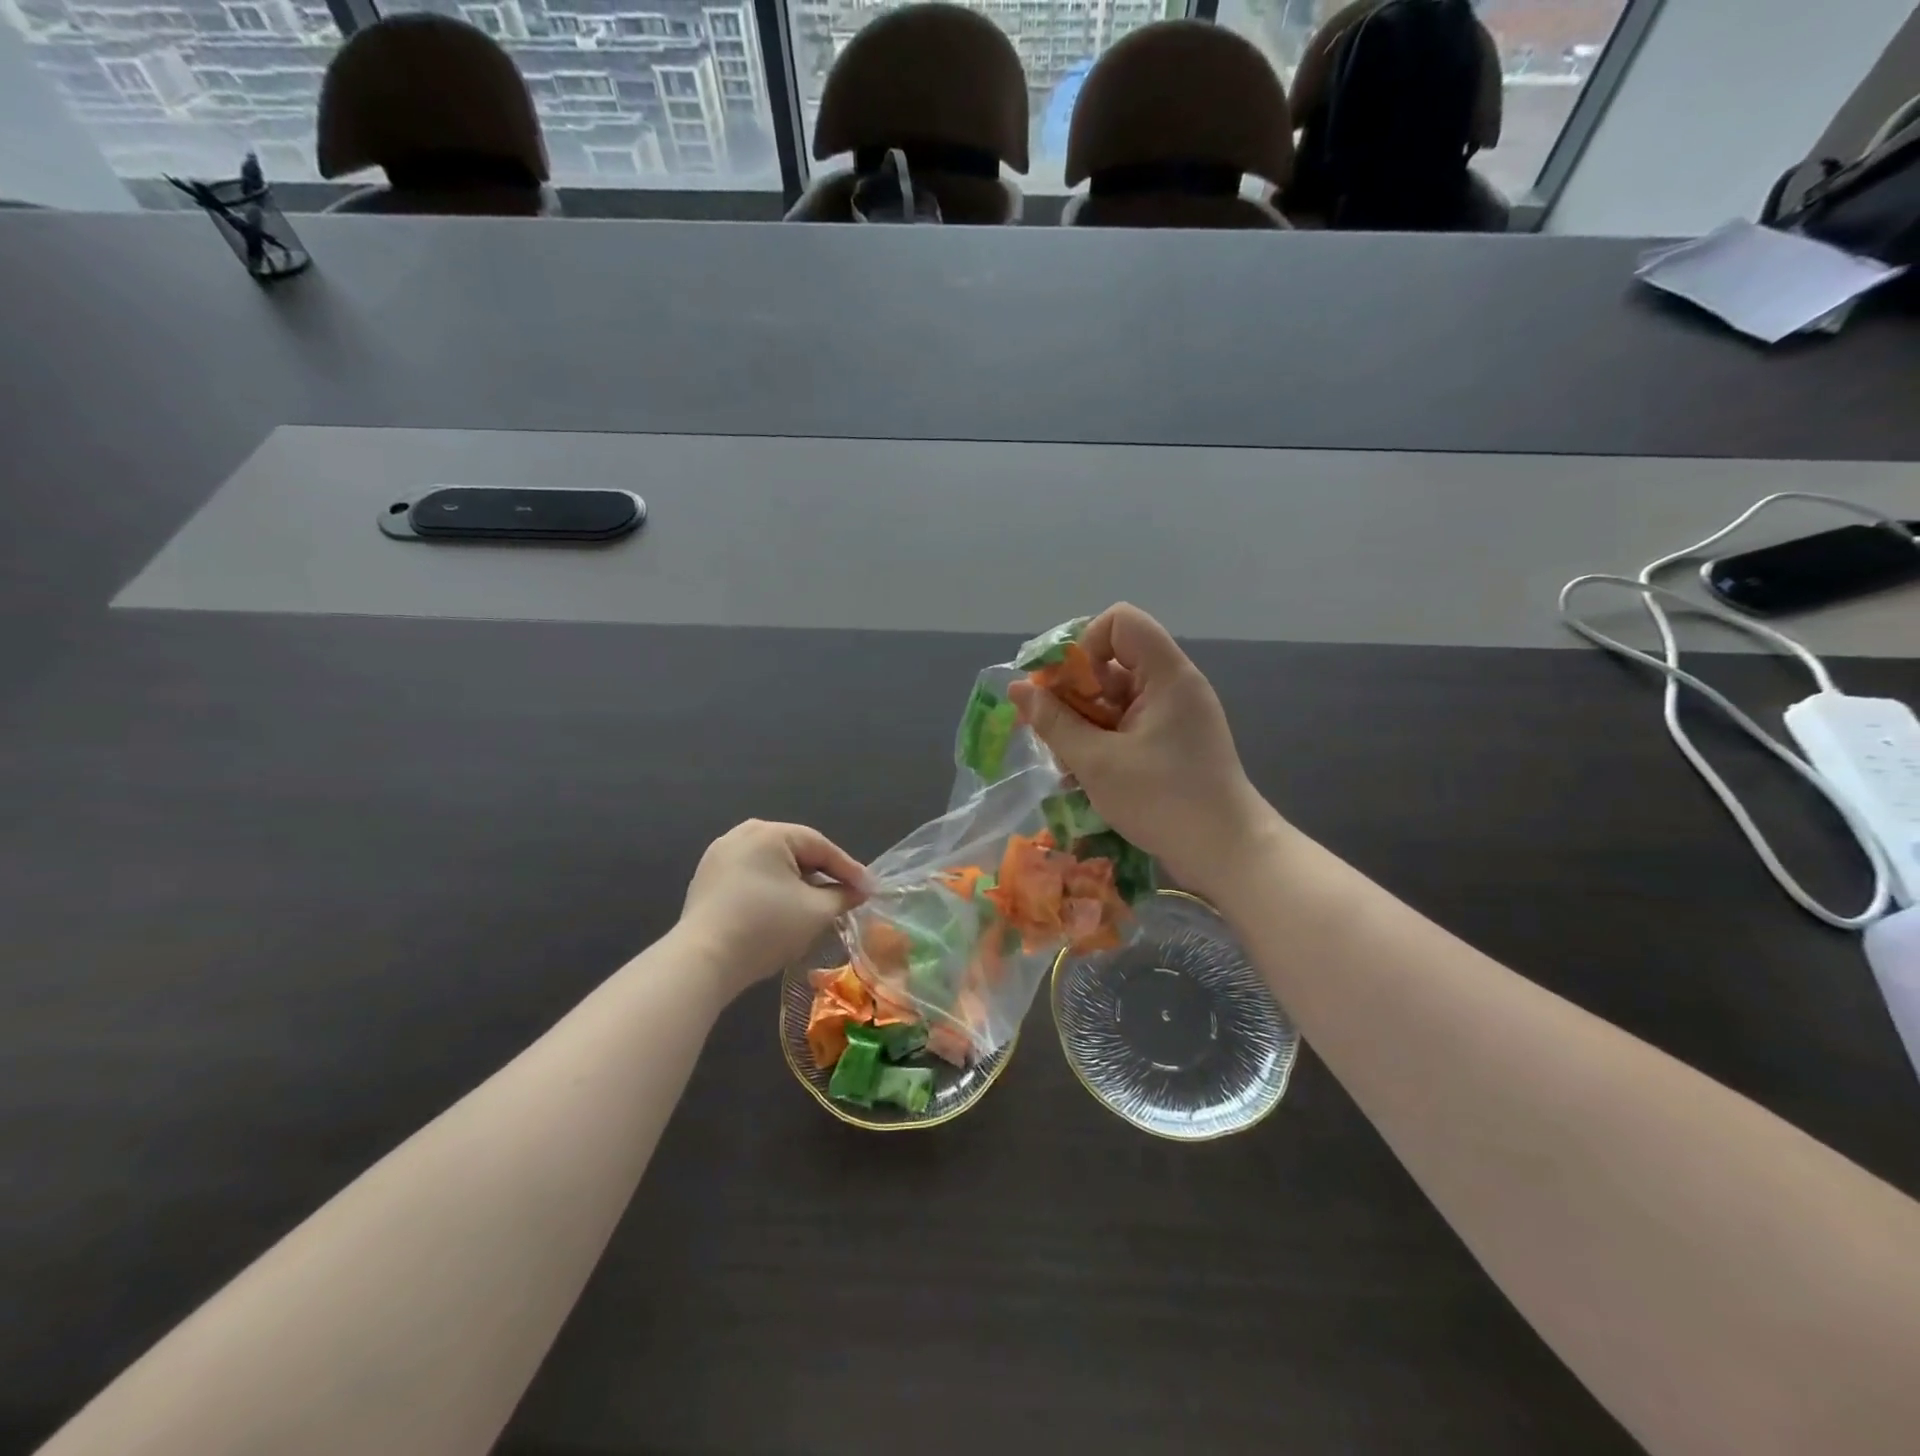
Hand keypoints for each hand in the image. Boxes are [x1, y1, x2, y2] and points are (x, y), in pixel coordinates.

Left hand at [679, 821, 871, 999]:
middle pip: (795, 851)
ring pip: (772, 863)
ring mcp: (719, 855)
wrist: (702, 961)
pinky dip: (772, 888)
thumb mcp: (815, 912)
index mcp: (770, 833)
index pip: (821, 846)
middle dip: (822, 874)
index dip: (849, 870)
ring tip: (817, 903)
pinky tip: (782, 909)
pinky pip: (751, 875)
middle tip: (846, 894)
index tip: (869, 890)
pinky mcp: (706, 879)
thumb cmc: (765, 928)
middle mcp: (742, 834)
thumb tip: (859, 891)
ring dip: (797, 882)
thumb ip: (843, 896)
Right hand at [1007, 604, 1281, 899]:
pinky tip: (1082, 775)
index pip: (1121, 621)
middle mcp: (1172, 686)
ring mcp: (1173, 716)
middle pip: (1112, 661)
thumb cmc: (1162, 800)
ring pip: (1115, 698)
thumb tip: (1018, 688)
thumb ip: (1054, 722)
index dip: (1085, 643)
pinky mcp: (1171, 743)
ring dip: (1082, 722)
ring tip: (1063, 760)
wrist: (1226, 853)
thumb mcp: (1096, 762)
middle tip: (1050, 728)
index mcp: (1166, 675)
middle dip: (1074, 691)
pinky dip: (1101, 740)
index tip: (1066, 686)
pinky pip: (1126, 724)